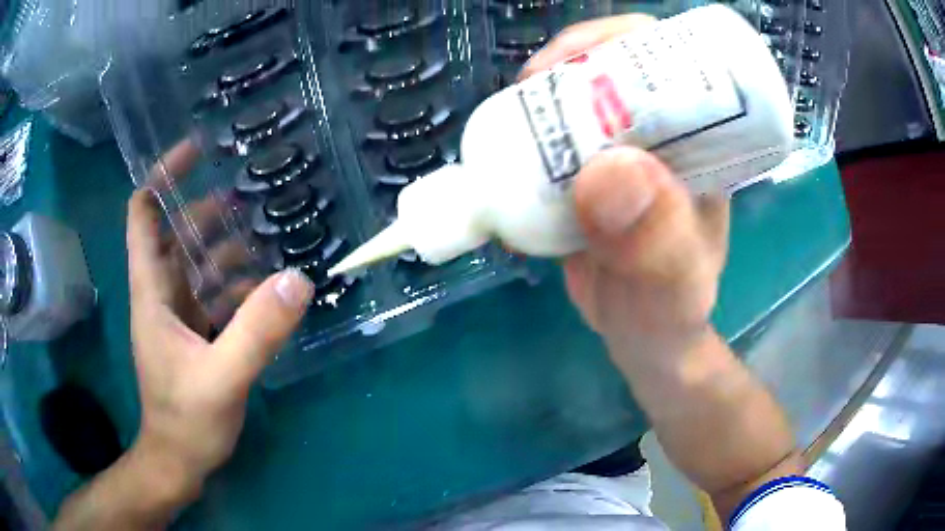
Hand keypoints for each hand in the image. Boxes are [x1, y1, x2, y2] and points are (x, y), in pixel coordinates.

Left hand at [125, 147, 313, 497]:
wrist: (179, 461)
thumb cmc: (186, 420)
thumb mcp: (222, 378)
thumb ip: (257, 331)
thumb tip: (299, 278)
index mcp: (153, 290)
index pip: (144, 214)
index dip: (163, 176)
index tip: (195, 151)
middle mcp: (163, 294)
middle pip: (177, 233)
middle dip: (205, 208)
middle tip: (248, 190)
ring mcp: (180, 315)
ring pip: (199, 264)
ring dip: (226, 244)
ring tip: (265, 229)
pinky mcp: (197, 335)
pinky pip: (215, 295)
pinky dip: (237, 283)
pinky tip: (267, 284)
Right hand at [523, 16, 728, 367]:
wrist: (646, 337)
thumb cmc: (670, 314)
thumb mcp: (671, 287)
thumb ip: (654, 243)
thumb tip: (608, 171)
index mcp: (702, 146)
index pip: (669, 62)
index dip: (618, 43)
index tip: (568, 65)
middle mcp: (665, 137)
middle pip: (617, 68)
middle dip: (568, 65)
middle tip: (526, 91)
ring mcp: (626, 152)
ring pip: (581, 97)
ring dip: (540, 98)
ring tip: (507, 122)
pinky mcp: (593, 173)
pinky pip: (558, 135)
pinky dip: (527, 133)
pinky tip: (506, 150)